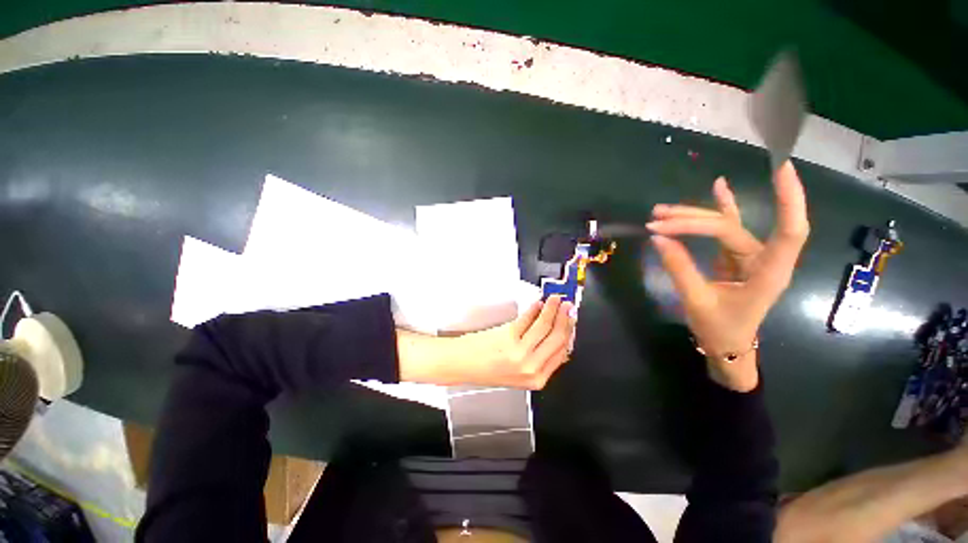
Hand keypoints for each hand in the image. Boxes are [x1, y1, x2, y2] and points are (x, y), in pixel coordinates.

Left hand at [398, 295, 574, 389]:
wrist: (463, 364)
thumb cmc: (489, 369)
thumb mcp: (520, 374)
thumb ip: (541, 361)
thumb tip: (560, 343)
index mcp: (537, 379)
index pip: (562, 352)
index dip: (568, 332)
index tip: (571, 320)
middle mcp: (532, 367)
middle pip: (557, 338)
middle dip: (565, 319)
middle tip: (567, 305)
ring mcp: (520, 352)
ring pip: (545, 326)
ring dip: (552, 309)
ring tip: (555, 299)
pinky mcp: (509, 336)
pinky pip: (528, 319)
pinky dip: (535, 309)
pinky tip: (537, 303)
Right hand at [646, 161, 809, 390]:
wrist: (726, 344)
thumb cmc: (719, 329)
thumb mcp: (697, 301)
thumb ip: (680, 267)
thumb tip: (658, 238)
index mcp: (768, 273)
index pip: (790, 230)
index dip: (789, 199)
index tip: (782, 168)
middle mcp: (764, 258)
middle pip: (730, 226)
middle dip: (692, 221)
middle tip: (656, 222)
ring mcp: (750, 255)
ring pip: (723, 225)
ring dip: (692, 216)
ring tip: (660, 212)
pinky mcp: (736, 255)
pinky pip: (728, 227)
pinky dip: (722, 207)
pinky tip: (718, 186)